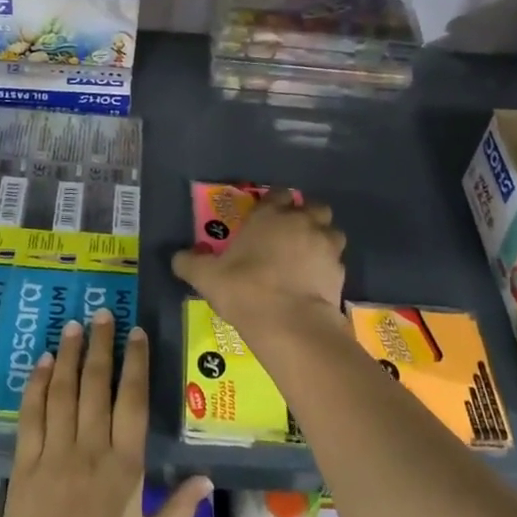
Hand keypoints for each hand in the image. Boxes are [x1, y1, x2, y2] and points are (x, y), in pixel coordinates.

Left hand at [0, 310, 211, 516]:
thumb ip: (177, 509)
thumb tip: (207, 479)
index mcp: (126, 467)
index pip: (132, 399)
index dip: (135, 361)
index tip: (137, 331)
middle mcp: (91, 449)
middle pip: (97, 384)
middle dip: (102, 345)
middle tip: (102, 313)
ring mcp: (54, 454)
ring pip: (64, 391)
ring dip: (70, 355)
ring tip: (74, 326)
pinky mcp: (24, 465)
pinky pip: (32, 415)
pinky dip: (37, 385)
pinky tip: (43, 363)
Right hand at [171, 188, 346, 337]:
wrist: (289, 323)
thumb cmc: (245, 289)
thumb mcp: (207, 277)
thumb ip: (190, 263)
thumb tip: (177, 257)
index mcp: (270, 215)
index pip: (278, 193)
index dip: (275, 201)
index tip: (268, 214)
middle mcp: (301, 222)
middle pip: (314, 206)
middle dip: (307, 215)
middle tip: (292, 233)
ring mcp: (325, 246)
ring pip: (332, 232)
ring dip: (323, 239)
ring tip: (309, 256)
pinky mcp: (340, 272)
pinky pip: (337, 262)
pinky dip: (328, 268)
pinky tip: (316, 282)